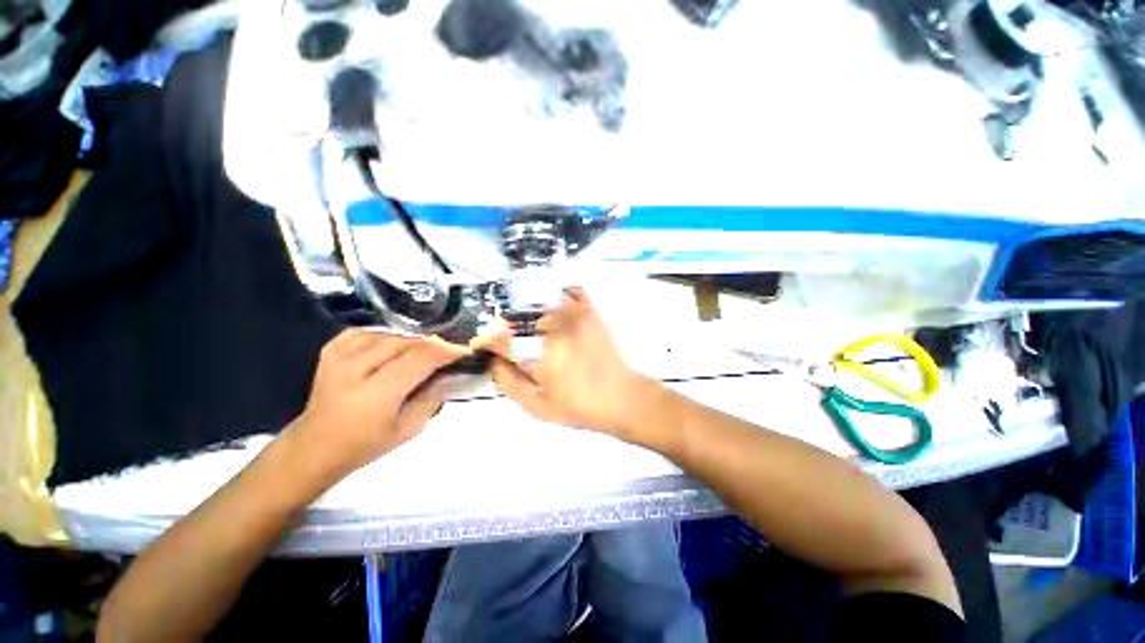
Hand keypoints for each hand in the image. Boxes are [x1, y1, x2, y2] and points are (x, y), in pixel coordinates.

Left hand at [287, 329, 470, 479]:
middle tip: (443, 353)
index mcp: (376, 394)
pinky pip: (364, 331)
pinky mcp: (331, 348)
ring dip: (405, 341)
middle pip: (402, 342)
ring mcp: (340, 354)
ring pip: (385, 334)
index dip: (444, 351)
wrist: (318, 443)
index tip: (462, 351)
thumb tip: (448, 377)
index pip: (418, 359)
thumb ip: (428, 402)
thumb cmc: (363, 446)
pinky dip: (381, 337)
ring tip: (417, 354)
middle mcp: (357, 367)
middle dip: (427, 345)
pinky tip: (388, 348)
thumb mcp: (403, 433)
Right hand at [476, 289, 654, 437]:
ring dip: (526, 316)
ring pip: (536, 303)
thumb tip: (491, 361)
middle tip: (508, 346)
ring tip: (529, 333)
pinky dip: (553, 298)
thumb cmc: (578, 408)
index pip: (499, 338)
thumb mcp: (536, 406)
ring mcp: (573, 313)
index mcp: (540, 354)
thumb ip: (507, 383)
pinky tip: (551, 315)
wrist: (622, 398)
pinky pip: (564, 292)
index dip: (485, 342)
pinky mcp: (588, 309)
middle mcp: (554, 327)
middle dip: (505, 330)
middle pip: (515, 318)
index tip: (481, 347)